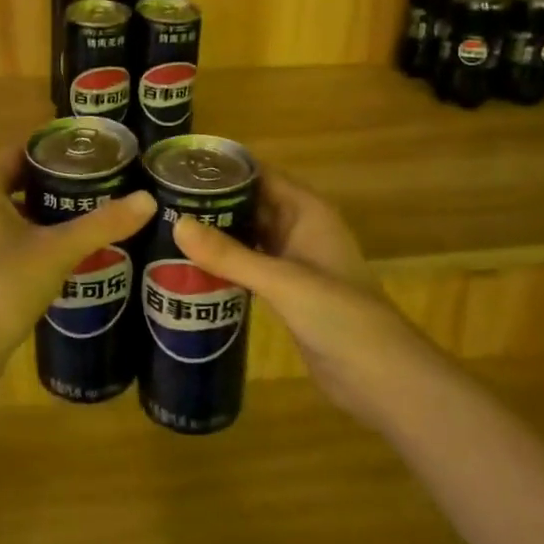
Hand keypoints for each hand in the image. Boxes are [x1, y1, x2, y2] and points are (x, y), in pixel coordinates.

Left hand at [0, 145, 154, 368]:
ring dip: (39, 216)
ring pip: (6, 213)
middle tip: (95, 190)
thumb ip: (103, 224)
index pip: (22, 152)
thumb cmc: (2, 285)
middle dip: (53, 187)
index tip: (92, 158)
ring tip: (81, 221)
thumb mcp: (59, 250)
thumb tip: (148, 200)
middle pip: (15, 182)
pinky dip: (23, 240)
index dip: (57, 152)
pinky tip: (54, 256)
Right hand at [172, 171, 428, 424]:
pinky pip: (251, 266)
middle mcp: (300, 228)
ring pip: (249, 235)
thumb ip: (229, 255)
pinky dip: (226, 263)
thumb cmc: (338, 314)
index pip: (260, 175)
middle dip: (213, 201)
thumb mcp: (282, 280)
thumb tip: (175, 223)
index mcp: (307, 211)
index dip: (224, 168)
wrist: (381, 377)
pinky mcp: (288, 292)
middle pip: (252, 203)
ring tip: (167, 226)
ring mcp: (295, 262)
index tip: (179, 166)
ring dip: (217, 232)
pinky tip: (191, 266)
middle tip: (163, 199)